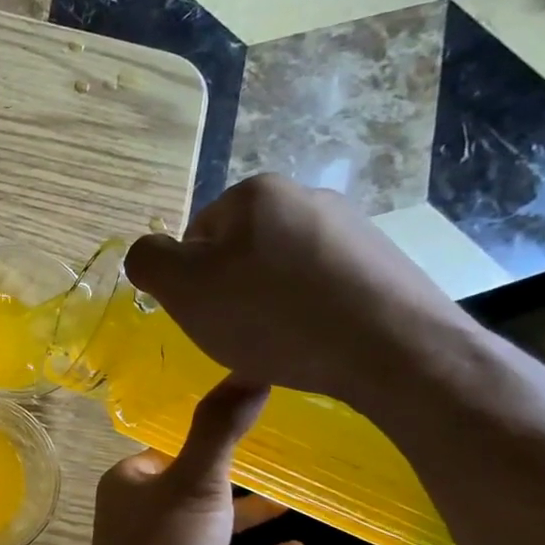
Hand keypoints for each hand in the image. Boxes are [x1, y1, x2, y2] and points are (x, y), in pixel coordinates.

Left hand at [81, 379, 308, 544]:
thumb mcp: (195, 478)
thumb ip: (221, 428)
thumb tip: (252, 368)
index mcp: (133, 480)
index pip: (170, 445)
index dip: (203, 432)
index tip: (242, 414)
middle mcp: (147, 512)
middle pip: (195, 484)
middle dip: (230, 471)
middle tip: (278, 451)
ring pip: (215, 525)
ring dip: (249, 513)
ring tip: (294, 496)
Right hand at [124, 174, 477, 408]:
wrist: (396, 351)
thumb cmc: (273, 315)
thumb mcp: (183, 288)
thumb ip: (148, 260)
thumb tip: (152, 255)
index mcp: (256, 193)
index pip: (196, 236)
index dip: (191, 282)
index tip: (208, 315)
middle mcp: (307, 197)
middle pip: (240, 252)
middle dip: (232, 292)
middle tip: (240, 334)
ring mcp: (353, 230)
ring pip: (282, 272)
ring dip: (270, 305)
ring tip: (282, 345)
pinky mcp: (386, 265)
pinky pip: (323, 290)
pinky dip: (310, 315)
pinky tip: (317, 344)